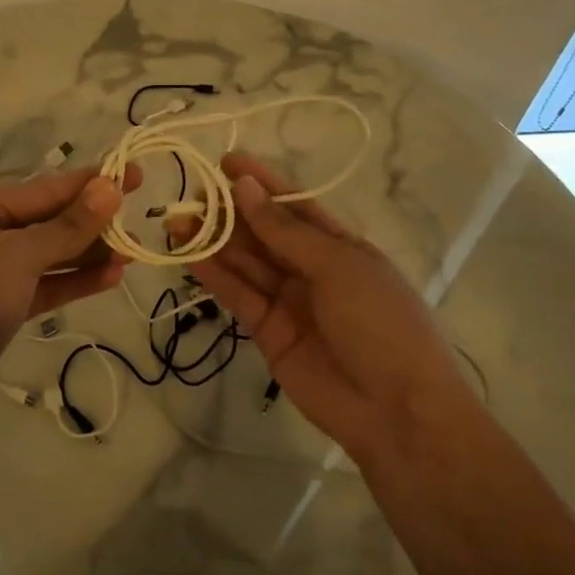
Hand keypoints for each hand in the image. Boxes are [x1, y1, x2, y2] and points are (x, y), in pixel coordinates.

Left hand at [0, 165, 139, 428]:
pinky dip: (74, 280)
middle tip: (139, 217)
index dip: (91, 182)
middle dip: (92, 221)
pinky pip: (44, 283)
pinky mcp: (1, 305)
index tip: (134, 173)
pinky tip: (111, 277)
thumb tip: (109, 188)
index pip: (44, 189)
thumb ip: (68, 225)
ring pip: (49, 254)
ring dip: (88, 253)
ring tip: (133, 252)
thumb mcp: (21, 256)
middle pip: (47, 220)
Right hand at [180, 153, 470, 469]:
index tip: (226, 163)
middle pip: (263, 233)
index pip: (294, 206)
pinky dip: (214, 275)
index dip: (262, 183)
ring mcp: (288, 301)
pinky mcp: (267, 331)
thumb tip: (245, 189)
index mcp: (340, 246)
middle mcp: (311, 269)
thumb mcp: (338, 266)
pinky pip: (237, 295)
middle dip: (229, 212)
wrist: (397, 411)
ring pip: (245, 263)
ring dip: (213, 241)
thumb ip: (285, 231)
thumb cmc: (381, 322)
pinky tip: (189, 254)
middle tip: (191, 195)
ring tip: (177, 219)